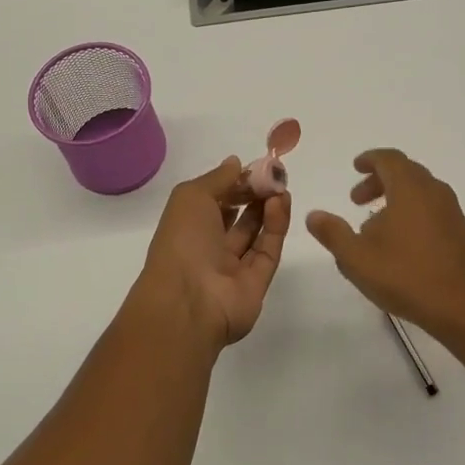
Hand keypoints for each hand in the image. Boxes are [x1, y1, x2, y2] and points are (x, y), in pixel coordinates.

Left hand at [136, 157, 290, 349]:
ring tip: (281, 185)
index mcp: (188, 227)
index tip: (255, 167)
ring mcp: (234, 267)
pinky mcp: (258, 281)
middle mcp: (209, 246)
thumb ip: (218, 178)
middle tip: (274, 175)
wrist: (189, 302)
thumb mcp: (192, 196)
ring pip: (256, 232)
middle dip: (255, 193)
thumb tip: (236, 162)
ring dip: (268, 206)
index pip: (215, 201)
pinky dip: (276, 225)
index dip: (234, 183)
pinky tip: (281, 202)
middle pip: (238, 216)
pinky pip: (269, 249)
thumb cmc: (182, 242)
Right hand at [305, 149, 464, 338]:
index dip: (370, 159)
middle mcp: (434, 192)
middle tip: (356, 200)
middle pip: (405, 172)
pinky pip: (432, 209)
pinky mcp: (461, 232)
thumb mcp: (357, 258)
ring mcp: (451, 212)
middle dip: (378, 181)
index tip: (355, 167)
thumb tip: (313, 215)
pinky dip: (412, 212)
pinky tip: (400, 244)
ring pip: (419, 191)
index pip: (389, 159)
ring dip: (395, 198)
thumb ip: (333, 233)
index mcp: (410, 188)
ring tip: (373, 226)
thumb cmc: (407, 276)